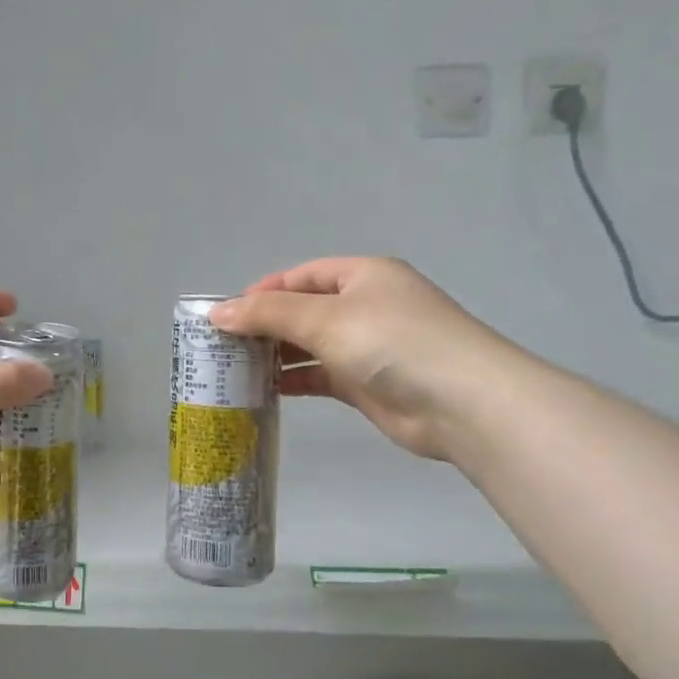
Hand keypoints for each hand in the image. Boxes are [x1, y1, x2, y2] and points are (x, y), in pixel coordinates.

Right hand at [210, 258, 520, 460]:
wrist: (462, 403)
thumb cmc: (392, 343)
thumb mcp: (325, 318)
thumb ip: (268, 314)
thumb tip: (216, 312)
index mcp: (362, 276)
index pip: (301, 275)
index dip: (262, 292)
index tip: (225, 315)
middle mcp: (366, 306)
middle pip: (304, 309)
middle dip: (265, 325)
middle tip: (223, 345)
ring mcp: (369, 346)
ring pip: (311, 345)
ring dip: (277, 354)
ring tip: (235, 368)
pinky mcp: (368, 383)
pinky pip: (322, 375)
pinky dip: (296, 379)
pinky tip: (266, 389)